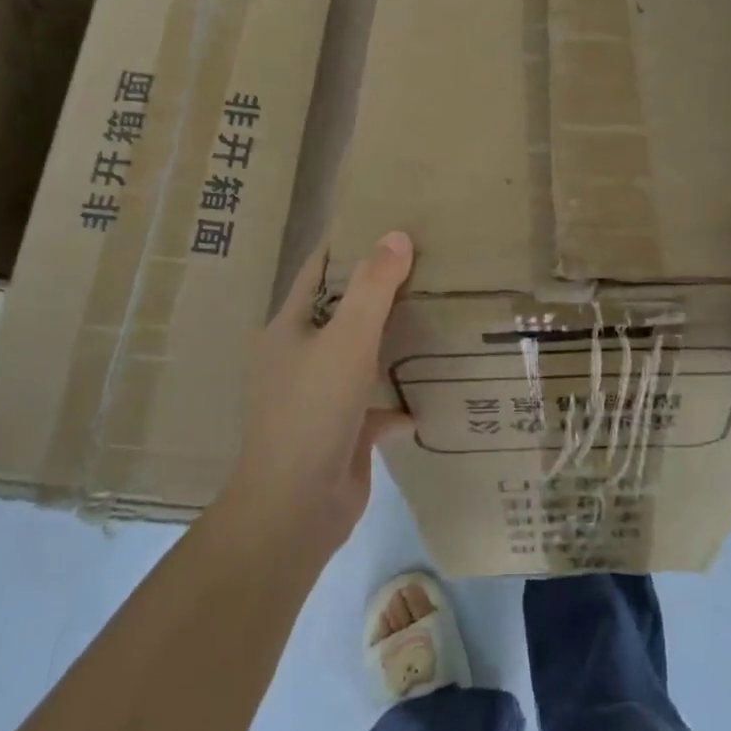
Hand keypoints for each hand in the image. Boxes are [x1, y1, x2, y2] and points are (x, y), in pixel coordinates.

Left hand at [224, 231, 414, 557]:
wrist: (295, 508)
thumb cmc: (312, 410)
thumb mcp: (346, 340)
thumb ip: (373, 287)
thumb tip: (396, 234)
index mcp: (290, 327)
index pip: (319, 270)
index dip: (348, 244)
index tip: (388, 222)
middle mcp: (301, 356)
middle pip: (344, 311)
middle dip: (381, 290)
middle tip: (430, 265)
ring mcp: (320, 396)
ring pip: (362, 356)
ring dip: (393, 342)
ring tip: (440, 315)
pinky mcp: (343, 431)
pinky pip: (377, 403)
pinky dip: (401, 397)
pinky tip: (436, 389)